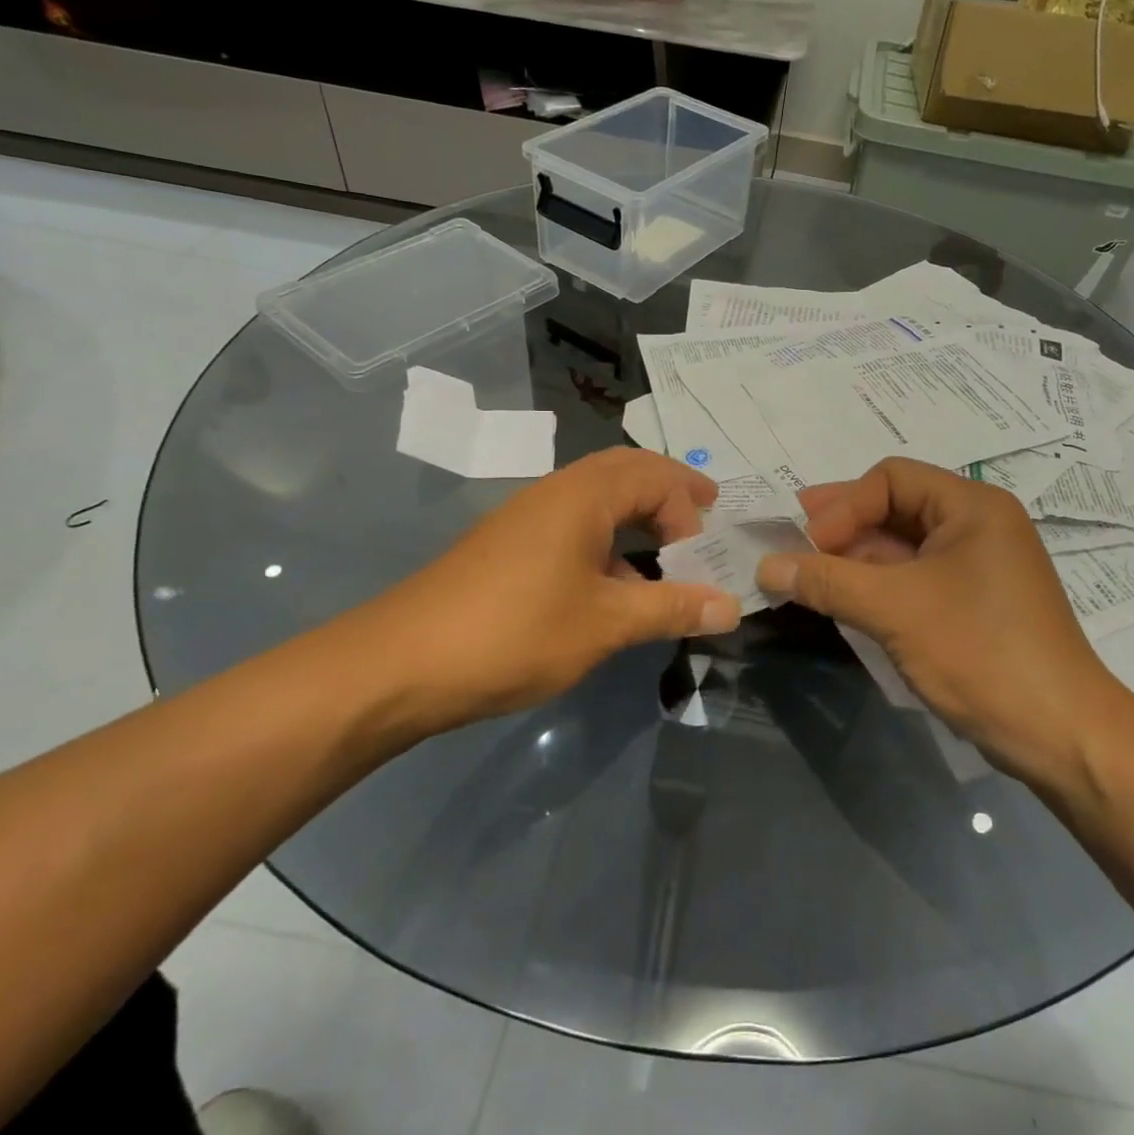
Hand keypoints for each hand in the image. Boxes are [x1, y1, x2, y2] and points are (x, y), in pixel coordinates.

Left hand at [346, 448, 738, 732]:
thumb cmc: (515, 632)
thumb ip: (671, 609)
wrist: (401, 664)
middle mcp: (556, 492)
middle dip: (669, 490)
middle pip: (625, 471)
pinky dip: (607, 541)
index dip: (689, 509)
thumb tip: (732, 607)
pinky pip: (574, 525)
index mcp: (583, 495)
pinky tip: (614, 587)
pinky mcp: (509, 547)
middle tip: (705, 512)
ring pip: (597, 498)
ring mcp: (527, 517)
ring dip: (637, 515)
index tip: (703, 557)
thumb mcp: (605, 624)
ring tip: (667, 552)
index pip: (655, 477)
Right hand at [756, 458, 1128, 786]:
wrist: (1061, 734)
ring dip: (855, 558)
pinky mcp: (972, 603)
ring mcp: (977, 566)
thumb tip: (766, 565)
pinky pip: (914, 578)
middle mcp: (977, 525)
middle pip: (895, 507)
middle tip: (792, 544)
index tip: (808, 545)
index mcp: (972, 506)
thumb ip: (828, 581)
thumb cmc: (980, 652)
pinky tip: (844, 599)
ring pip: (902, 546)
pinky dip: (877, 585)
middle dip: (842, 526)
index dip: (843, 505)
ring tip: (808, 574)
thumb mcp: (896, 610)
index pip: (891, 478)